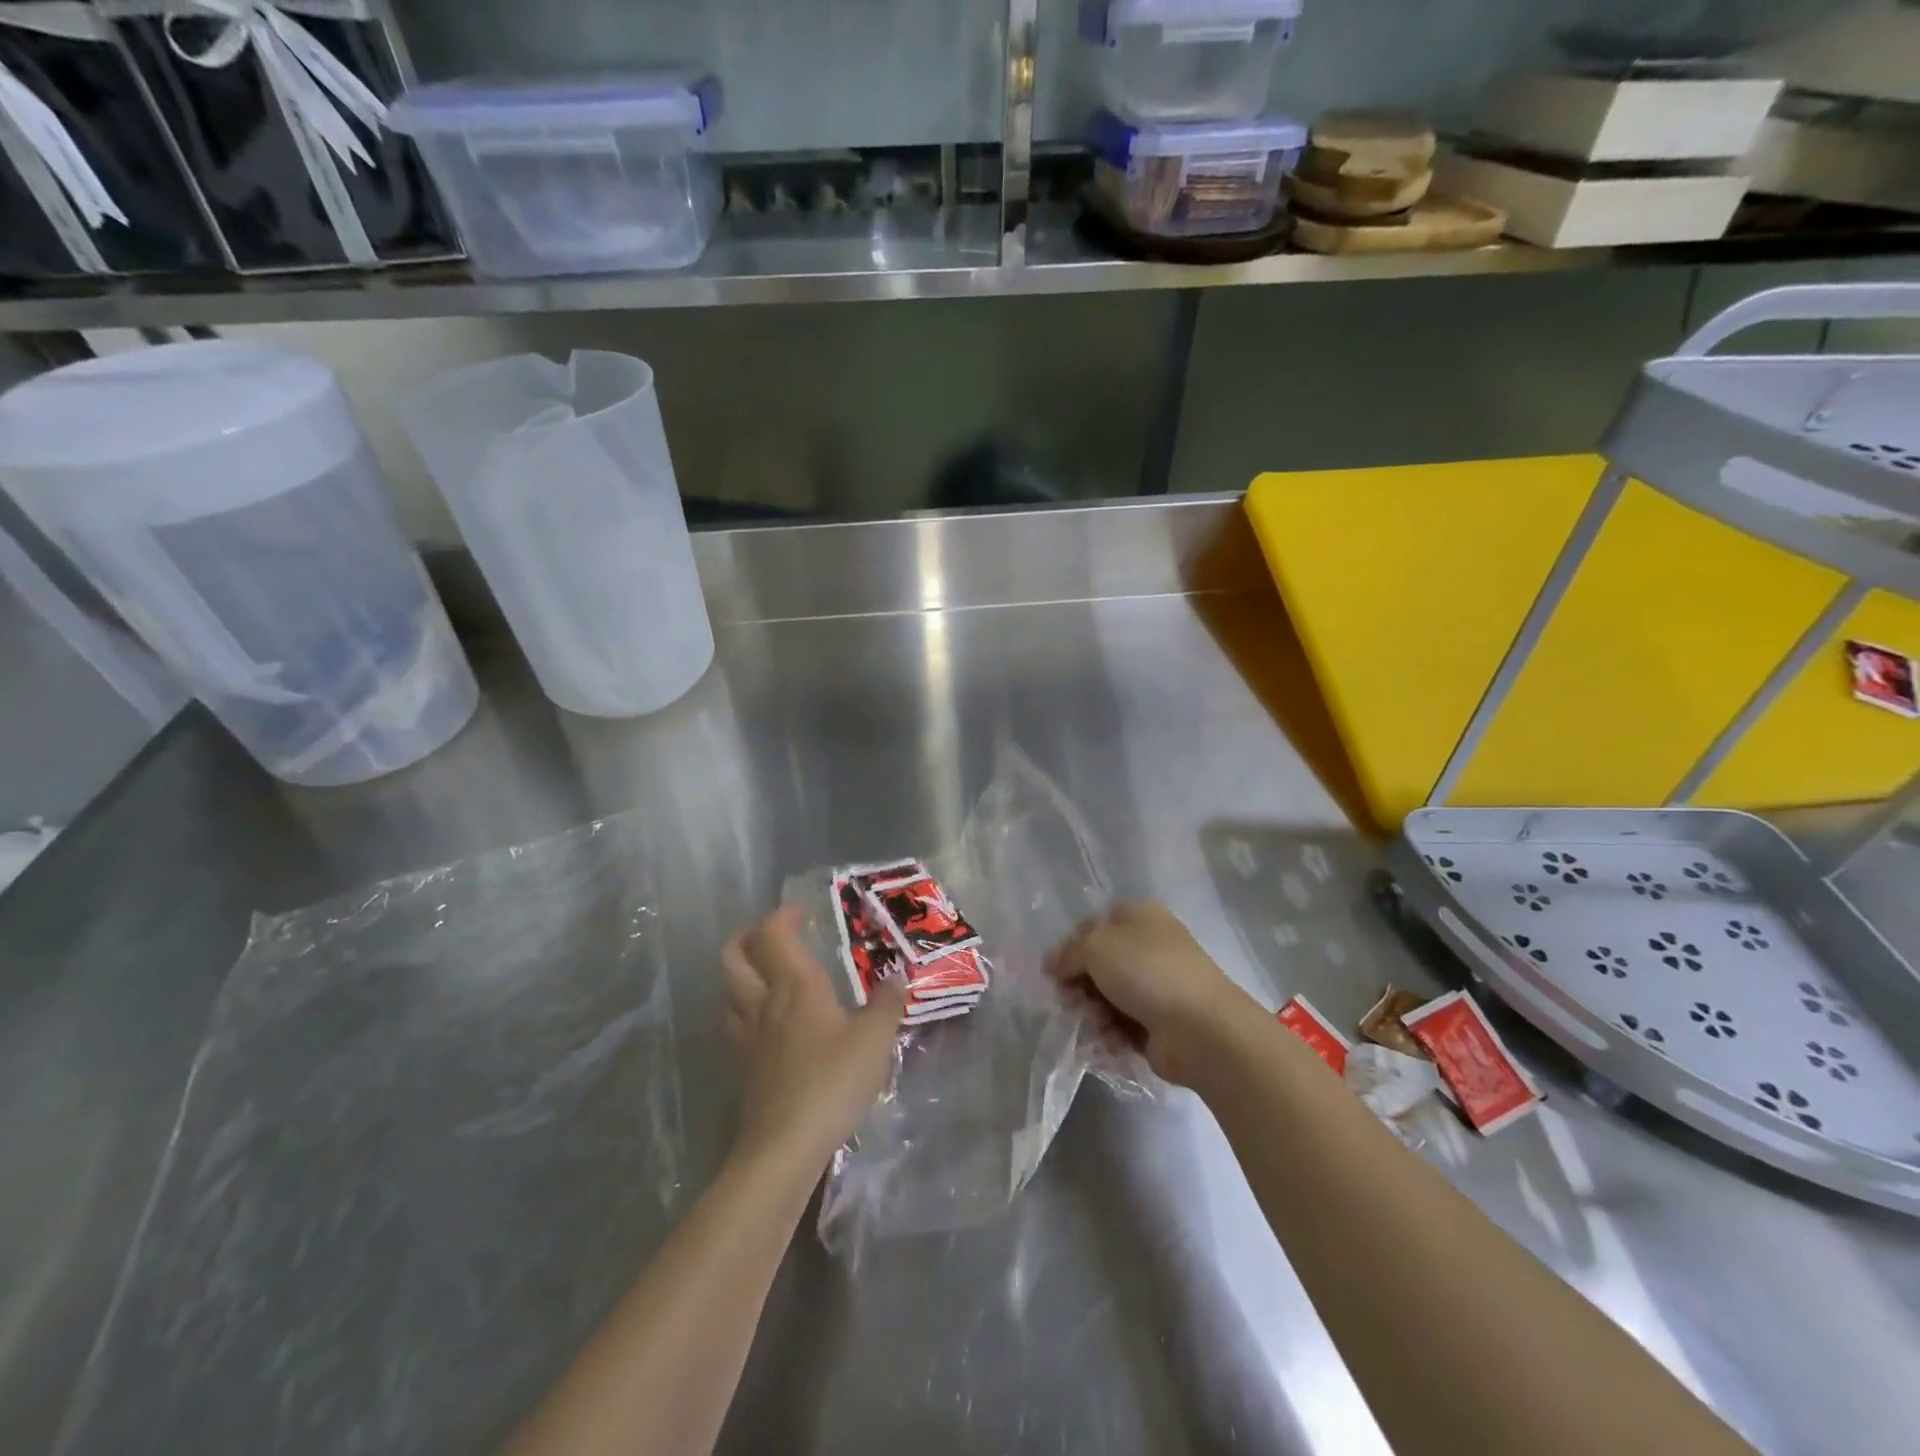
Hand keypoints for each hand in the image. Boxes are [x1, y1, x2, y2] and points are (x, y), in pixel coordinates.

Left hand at [721, 906, 907, 1182]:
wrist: (784, 1146)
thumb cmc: (832, 1083)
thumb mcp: (875, 1041)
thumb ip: (887, 1005)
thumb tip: (897, 976)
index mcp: (795, 986)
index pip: (774, 934)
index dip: (783, 916)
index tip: (803, 913)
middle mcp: (764, 1002)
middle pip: (734, 957)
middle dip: (746, 937)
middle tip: (769, 935)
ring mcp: (747, 1036)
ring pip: (726, 990)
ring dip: (739, 972)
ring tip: (763, 974)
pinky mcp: (742, 1067)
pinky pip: (732, 1023)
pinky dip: (741, 1009)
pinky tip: (763, 1022)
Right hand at [1047, 900, 1253, 1085]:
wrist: (1202, 1029)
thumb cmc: (1147, 972)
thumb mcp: (1096, 946)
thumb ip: (1068, 952)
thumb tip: (1053, 963)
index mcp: (1140, 916)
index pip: (1094, 924)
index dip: (1071, 945)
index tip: (1055, 970)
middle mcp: (1149, 947)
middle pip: (1099, 964)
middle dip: (1079, 984)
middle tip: (1069, 1001)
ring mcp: (1157, 987)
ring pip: (1108, 997)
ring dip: (1093, 1012)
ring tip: (1094, 1024)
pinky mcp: (1160, 1024)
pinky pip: (1122, 1026)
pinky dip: (1110, 1035)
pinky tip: (1108, 1042)